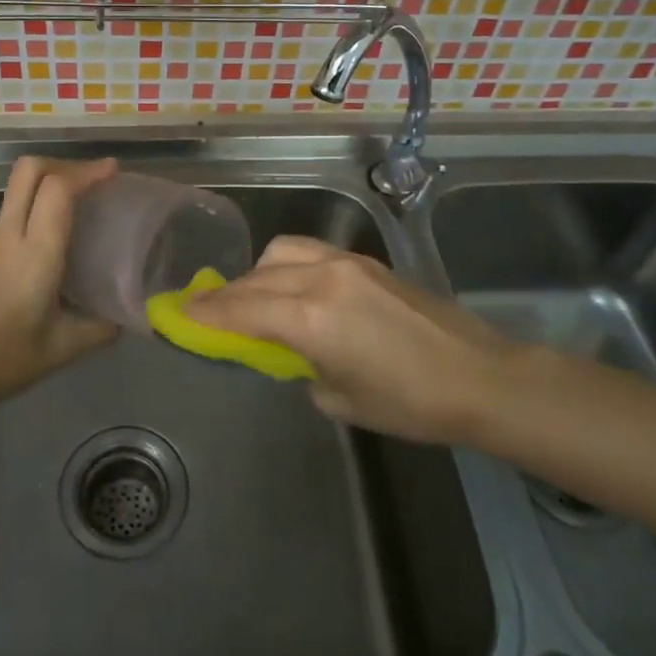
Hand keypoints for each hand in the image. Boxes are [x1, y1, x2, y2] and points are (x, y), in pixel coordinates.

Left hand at [0, 157, 119, 418]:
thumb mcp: (60, 351)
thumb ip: (99, 329)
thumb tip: (125, 317)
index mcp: (34, 254)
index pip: (58, 190)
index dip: (87, 172)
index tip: (113, 170)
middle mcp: (8, 237)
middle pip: (29, 171)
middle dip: (64, 164)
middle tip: (93, 181)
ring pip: (17, 190)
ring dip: (49, 186)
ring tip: (79, 211)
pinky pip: (10, 215)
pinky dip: (35, 211)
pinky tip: (51, 246)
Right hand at [187, 236, 537, 445]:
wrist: (479, 376)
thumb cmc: (409, 403)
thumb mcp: (339, 397)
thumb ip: (300, 365)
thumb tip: (288, 349)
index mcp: (310, 317)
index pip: (240, 307)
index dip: (205, 311)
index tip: (176, 313)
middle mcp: (321, 278)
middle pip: (256, 276)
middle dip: (226, 294)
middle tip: (205, 310)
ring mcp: (346, 263)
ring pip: (281, 252)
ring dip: (257, 273)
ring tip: (253, 298)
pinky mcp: (366, 261)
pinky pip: (310, 252)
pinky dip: (287, 266)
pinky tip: (292, 288)